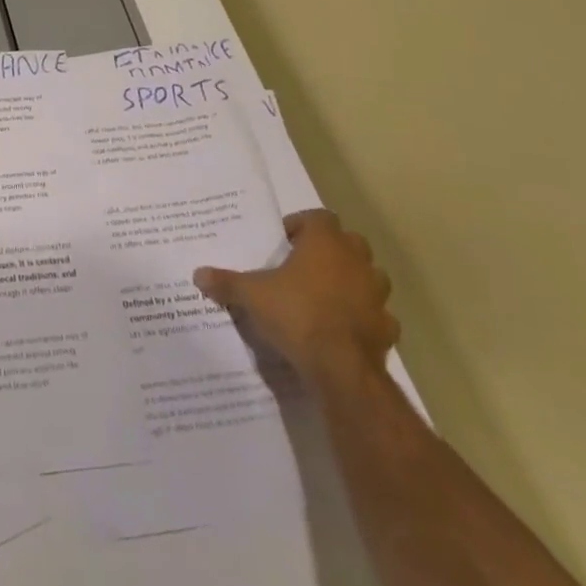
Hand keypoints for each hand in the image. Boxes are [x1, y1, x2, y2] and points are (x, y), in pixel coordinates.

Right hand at [194, 209, 398, 389]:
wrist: (341, 369)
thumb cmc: (296, 314)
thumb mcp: (251, 295)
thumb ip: (226, 282)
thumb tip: (198, 274)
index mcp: (325, 243)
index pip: (320, 217)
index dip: (303, 225)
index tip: (287, 240)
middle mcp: (355, 261)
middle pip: (350, 242)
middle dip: (332, 249)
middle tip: (307, 264)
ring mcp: (376, 296)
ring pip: (371, 276)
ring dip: (354, 281)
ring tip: (328, 294)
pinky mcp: (388, 329)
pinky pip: (379, 315)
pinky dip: (366, 318)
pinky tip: (346, 328)